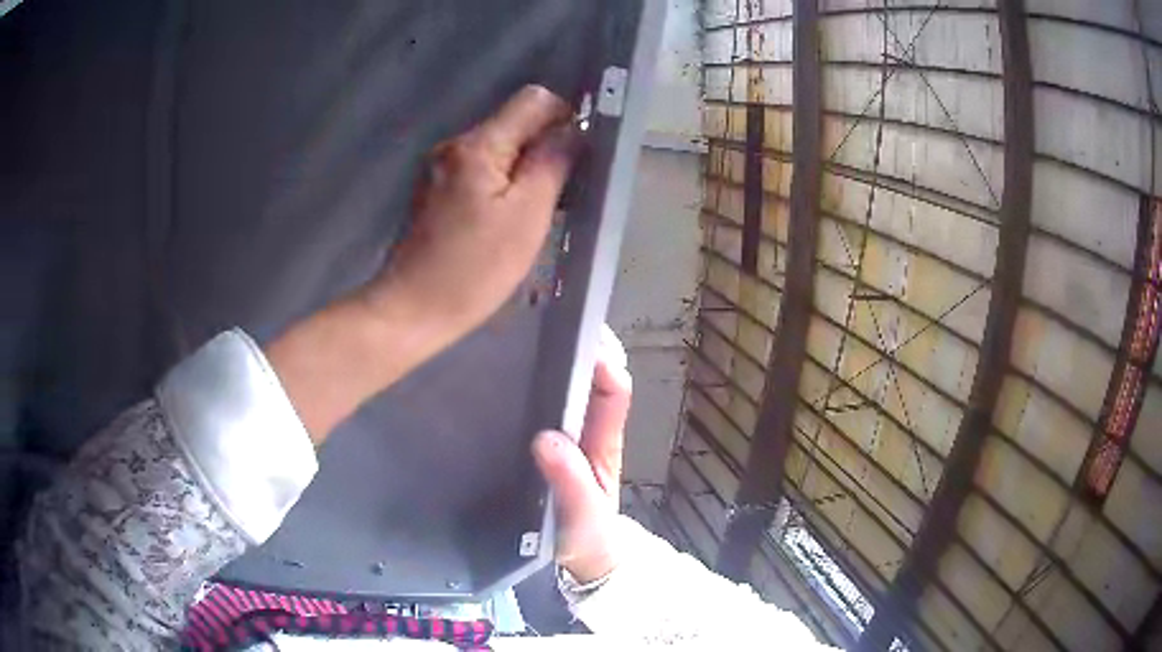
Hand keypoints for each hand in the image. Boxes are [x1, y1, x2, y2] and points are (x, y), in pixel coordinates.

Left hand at [358, 85, 578, 345]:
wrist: (410, 310)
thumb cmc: (473, 270)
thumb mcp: (527, 216)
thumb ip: (552, 163)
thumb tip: (573, 129)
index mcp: (477, 144)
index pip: (533, 100)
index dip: (565, 117)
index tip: (579, 156)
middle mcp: (454, 144)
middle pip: (514, 123)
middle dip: (545, 148)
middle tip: (562, 194)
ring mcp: (439, 167)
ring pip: (498, 148)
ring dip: (524, 169)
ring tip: (536, 213)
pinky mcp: (433, 190)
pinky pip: (479, 170)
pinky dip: (501, 184)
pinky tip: (505, 221)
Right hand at [533, 325, 631, 583]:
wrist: (583, 558)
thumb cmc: (588, 539)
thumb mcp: (581, 517)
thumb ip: (569, 483)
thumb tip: (547, 438)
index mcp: (603, 443)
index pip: (613, 390)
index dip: (602, 361)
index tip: (576, 337)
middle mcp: (589, 432)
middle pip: (591, 379)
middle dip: (577, 348)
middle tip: (541, 319)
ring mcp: (570, 438)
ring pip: (569, 390)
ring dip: (555, 363)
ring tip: (520, 337)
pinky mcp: (550, 446)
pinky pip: (547, 408)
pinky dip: (537, 387)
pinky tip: (508, 376)